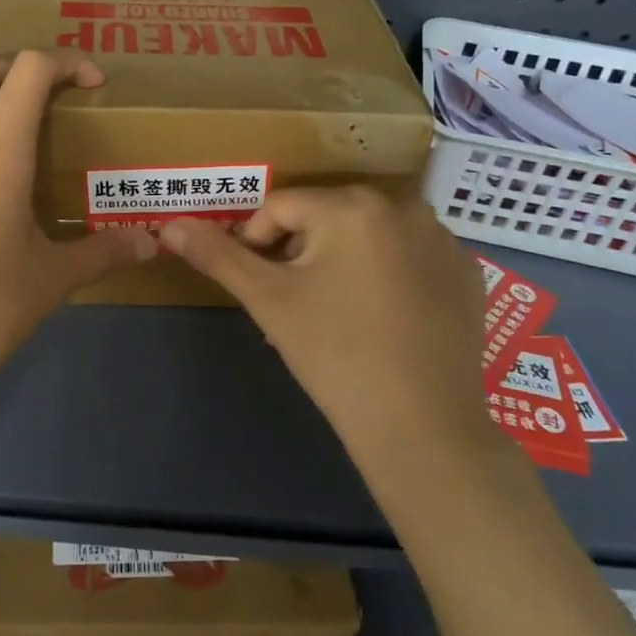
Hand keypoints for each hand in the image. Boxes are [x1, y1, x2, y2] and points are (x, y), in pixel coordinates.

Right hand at [159, 189, 493, 454]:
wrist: (423, 429)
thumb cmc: (335, 355)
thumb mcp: (269, 301)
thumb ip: (218, 256)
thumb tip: (170, 227)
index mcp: (353, 205)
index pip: (280, 208)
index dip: (255, 244)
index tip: (258, 289)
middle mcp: (404, 206)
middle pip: (325, 218)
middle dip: (299, 253)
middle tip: (294, 305)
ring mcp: (442, 239)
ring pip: (366, 236)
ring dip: (340, 262)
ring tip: (334, 314)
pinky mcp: (466, 272)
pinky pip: (406, 257)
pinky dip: (385, 275)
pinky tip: (382, 320)